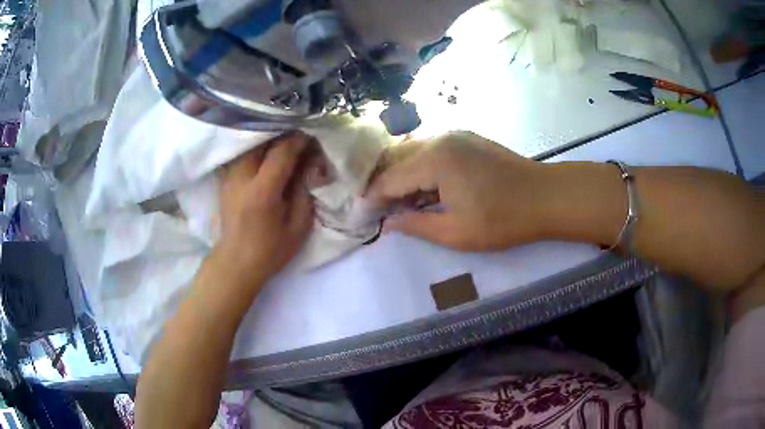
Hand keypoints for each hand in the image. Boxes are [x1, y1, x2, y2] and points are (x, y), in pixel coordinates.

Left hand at [214, 132, 313, 289]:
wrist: (236, 262)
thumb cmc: (270, 250)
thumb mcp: (298, 226)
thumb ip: (305, 191)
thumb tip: (310, 163)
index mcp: (262, 191)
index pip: (282, 151)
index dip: (299, 141)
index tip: (312, 138)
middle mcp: (242, 177)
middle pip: (264, 140)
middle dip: (285, 136)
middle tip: (301, 141)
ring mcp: (230, 176)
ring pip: (251, 143)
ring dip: (271, 140)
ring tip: (286, 146)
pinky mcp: (225, 178)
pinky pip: (243, 153)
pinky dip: (258, 148)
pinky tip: (268, 155)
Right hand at [367, 131, 550, 250]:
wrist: (545, 197)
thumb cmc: (503, 220)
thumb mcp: (456, 232)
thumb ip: (416, 225)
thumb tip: (388, 224)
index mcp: (435, 160)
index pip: (390, 179)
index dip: (374, 199)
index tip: (361, 215)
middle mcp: (440, 139)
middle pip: (397, 159)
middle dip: (384, 185)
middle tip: (379, 210)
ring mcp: (455, 135)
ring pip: (414, 152)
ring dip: (403, 175)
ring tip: (401, 202)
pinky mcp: (467, 138)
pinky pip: (432, 149)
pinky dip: (422, 167)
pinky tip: (426, 187)